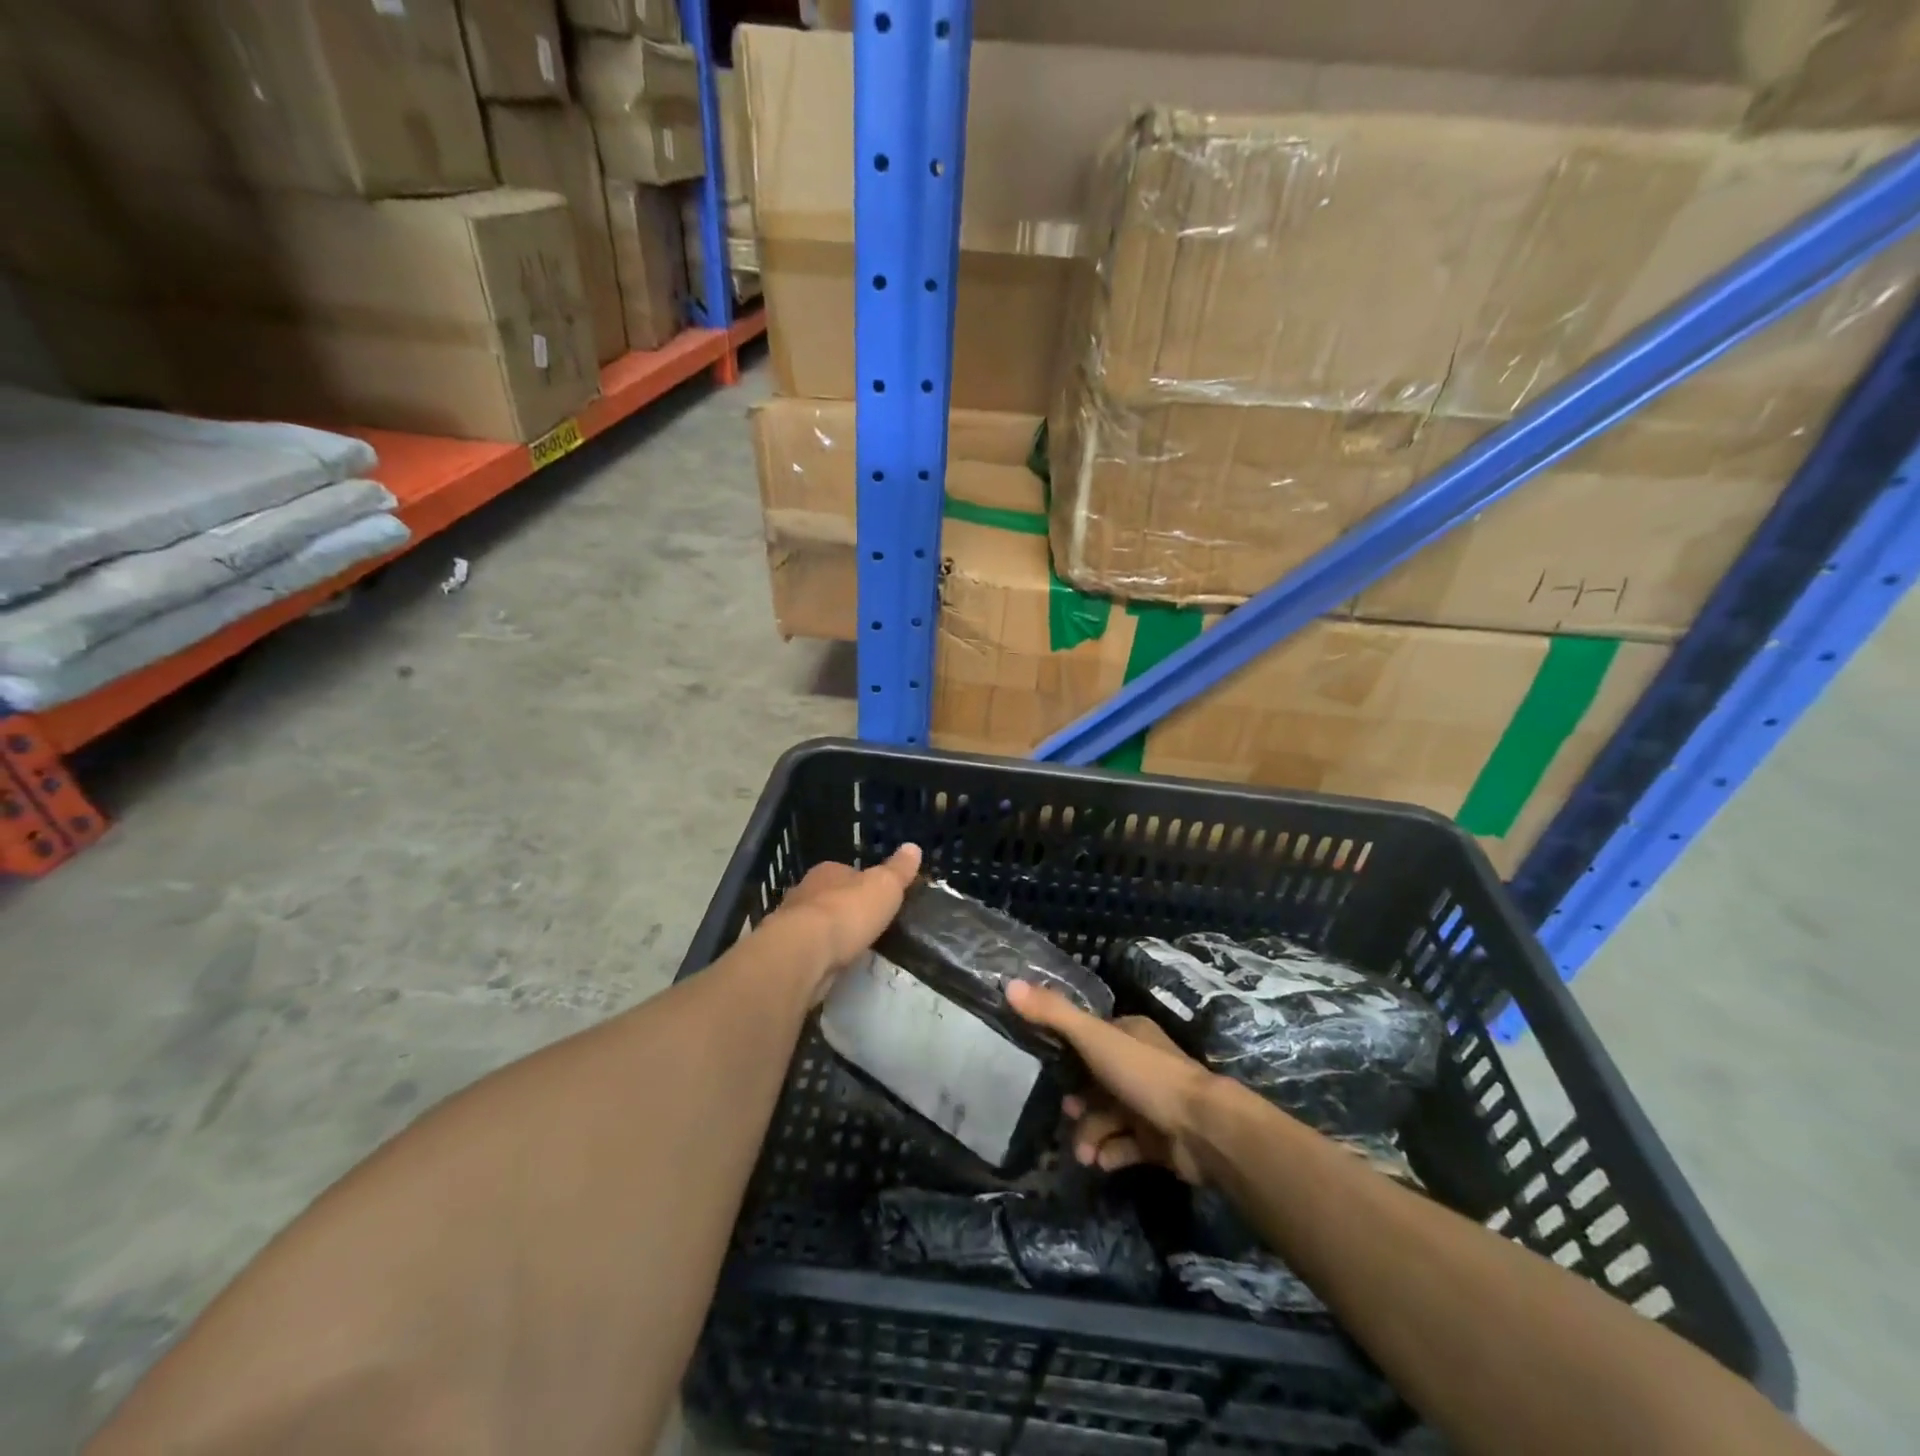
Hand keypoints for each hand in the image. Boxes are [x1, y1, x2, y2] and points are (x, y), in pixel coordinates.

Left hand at [764, 844, 921, 1000]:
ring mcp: (791, 923)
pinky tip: (834, 964)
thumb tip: (913, 846)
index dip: (862, 883)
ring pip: (816, 924)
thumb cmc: (848, 911)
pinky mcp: (787, 952)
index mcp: (828, 871)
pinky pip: (809, 949)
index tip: (877, 897)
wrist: (805, 952)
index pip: (847, 872)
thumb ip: (898, 870)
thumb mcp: (885, 886)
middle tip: (866, 924)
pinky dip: (820, 954)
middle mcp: (805, 891)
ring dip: (830, 933)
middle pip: (829, 896)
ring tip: (852, 947)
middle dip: (844, 908)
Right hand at [1006, 980, 1219, 1184]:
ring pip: (1109, 1116)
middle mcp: (1141, 1065)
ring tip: (1082, 1154)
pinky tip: (1099, 1162)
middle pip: (1097, 1081)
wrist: (1202, 1129)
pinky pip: (1125, 1146)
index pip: (1092, 1038)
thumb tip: (1010, 984)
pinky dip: (1110, 1153)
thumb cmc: (1145, 1075)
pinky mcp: (1159, 1141)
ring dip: (1090, 1134)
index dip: (1069, 1054)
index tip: (1047, 1070)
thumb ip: (1054, 1014)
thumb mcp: (1094, 1038)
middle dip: (1078, 1102)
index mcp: (1130, 1034)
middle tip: (1065, 1114)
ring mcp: (1152, 1104)